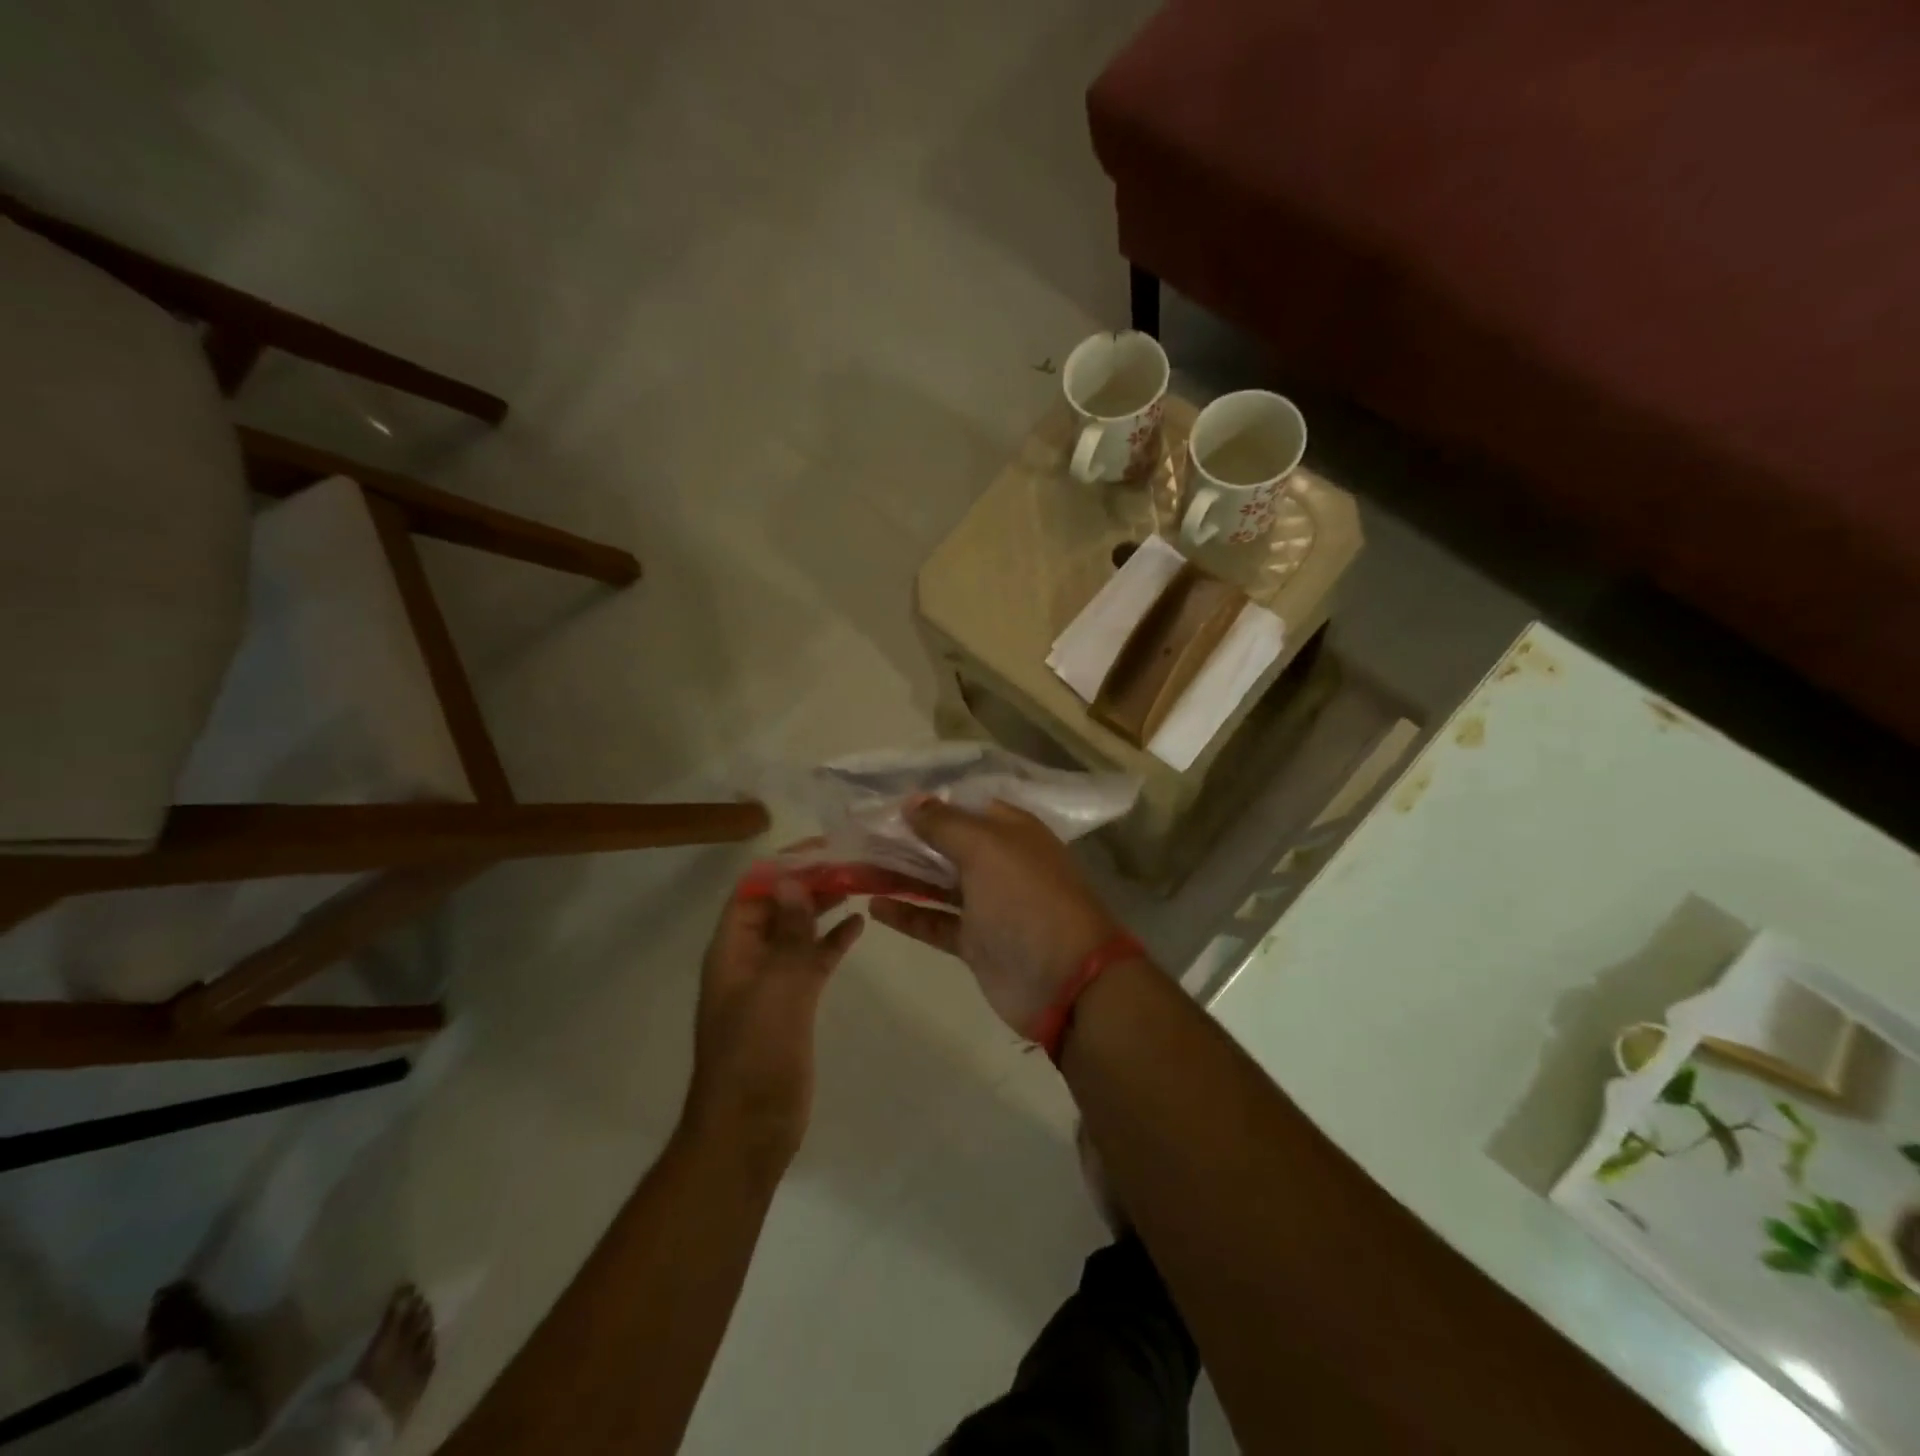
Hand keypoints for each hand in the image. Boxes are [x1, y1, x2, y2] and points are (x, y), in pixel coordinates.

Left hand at [685, 878, 862, 1174]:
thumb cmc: (756, 1054)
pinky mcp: (793, 1002)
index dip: (785, 864)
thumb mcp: (776, 987)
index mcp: (733, 947)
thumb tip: (793, 881)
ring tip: (861, 883)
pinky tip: (860, 925)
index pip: (755, 888)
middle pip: (779, 905)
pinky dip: (833, 941)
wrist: (749, 1128)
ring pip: (798, 930)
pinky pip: (813, 960)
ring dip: (824, 906)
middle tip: (854, 861)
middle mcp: (749, 956)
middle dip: (811, 881)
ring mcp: (771, 980)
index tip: (827, 847)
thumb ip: (789, 934)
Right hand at [870, 798, 1124, 1036]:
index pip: (962, 806)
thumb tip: (911, 800)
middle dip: (905, 839)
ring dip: (899, 874)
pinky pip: (935, 921)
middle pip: (945, 844)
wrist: (1065, 981)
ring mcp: (987, 904)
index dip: (926, 803)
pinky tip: (874, 904)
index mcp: (1010, 831)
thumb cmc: (1027, 900)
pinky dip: (907, 913)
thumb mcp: (987, 849)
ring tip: (856, 866)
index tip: (882, 803)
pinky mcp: (975, 941)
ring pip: (935, 883)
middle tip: (858, 835)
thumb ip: (945, 824)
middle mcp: (999, 862)